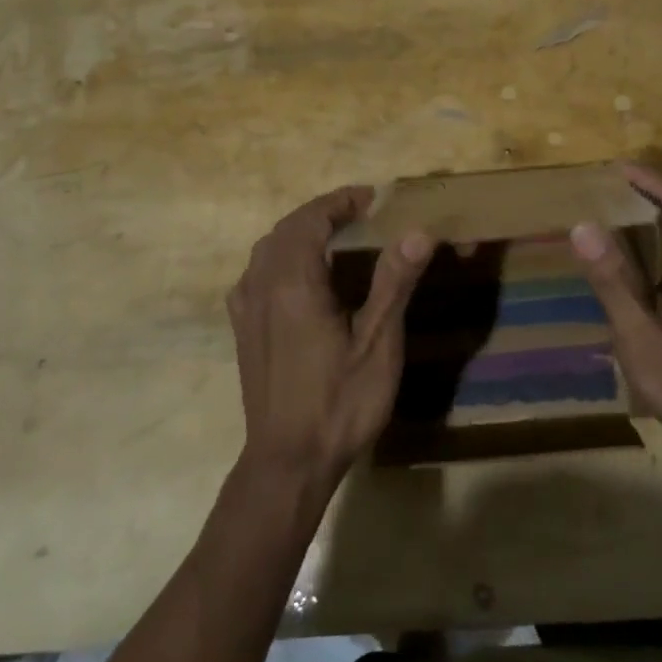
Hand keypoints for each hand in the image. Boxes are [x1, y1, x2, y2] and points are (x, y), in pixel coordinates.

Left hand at [227, 187, 434, 492]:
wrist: (288, 462)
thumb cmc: (339, 402)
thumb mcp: (378, 343)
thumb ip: (393, 282)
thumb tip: (418, 231)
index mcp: (293, 282)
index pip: (310, 219)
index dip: (340, 201)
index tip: (372, 199)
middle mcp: (261, 286)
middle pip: (286, 229)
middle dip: (321, 213)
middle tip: (360, 214)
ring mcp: (246, 309)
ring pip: (267, 250)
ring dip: (298, 233)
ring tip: (334, 237)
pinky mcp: (243, 331)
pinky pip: (256, 275)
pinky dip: (279, 258)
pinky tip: (297, 278)